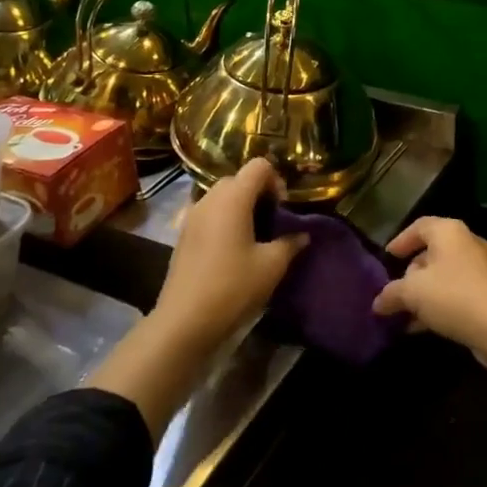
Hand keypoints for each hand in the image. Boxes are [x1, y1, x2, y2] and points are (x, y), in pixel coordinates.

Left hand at [151, 159, 308, 344]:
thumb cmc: (233, 286)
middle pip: (238, 179)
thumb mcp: (272, 266)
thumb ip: (290, 243)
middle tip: (272, 221)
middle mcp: (209, 199)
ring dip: (241, 206)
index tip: (283, 209)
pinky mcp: (183, 234)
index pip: (259, 166)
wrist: (185, 320)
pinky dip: (224, 220)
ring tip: (254, 236)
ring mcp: (192, 216)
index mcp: (233, 198)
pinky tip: (232, 250)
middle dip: (259, 193)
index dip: (276, 180)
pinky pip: (209, 213)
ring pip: (221, 196)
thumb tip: (303, 234)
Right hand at [371, 217, 486, 362]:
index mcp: (449, 232)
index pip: (419, 226)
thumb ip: (391, 294)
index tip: (386, 258)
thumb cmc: (455, 297)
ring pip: (443, 277)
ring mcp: (481, 271)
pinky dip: (439, 307)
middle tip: (394, 292)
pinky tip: (422, 328)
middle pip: (431, 253)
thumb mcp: (413, 293)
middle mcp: (467, 245)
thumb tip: (378, 302)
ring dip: (423, 295)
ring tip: (403, 315)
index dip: (400, 240)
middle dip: (410, 274)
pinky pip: (456, 295)